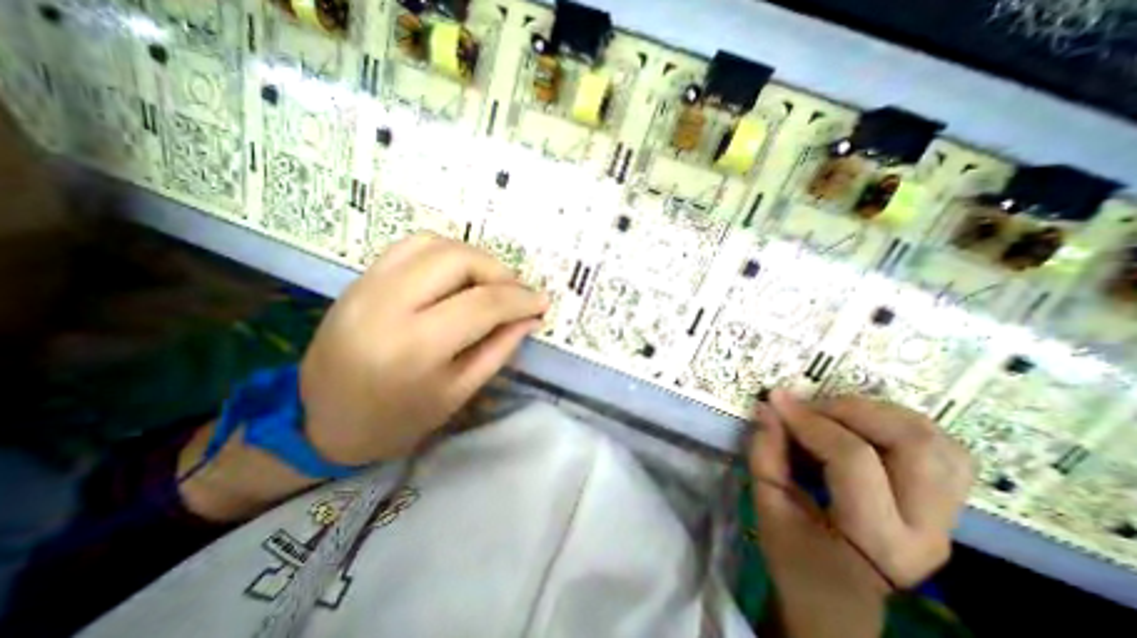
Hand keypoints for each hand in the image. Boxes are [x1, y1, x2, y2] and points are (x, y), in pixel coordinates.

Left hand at [177, 235, 545, 523]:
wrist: (320, 422)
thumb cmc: (398, 420)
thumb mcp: (459, 392)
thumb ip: (499, 349)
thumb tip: (530, 317)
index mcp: (415, 347)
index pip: (482, 304)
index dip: (520, 299)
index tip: (542, 301)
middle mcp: (387, 305)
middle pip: (458, 260)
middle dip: (499, 271)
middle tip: (515, 293)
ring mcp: (367, 286)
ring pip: (435, 244)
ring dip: (474, 257)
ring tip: (489, 282)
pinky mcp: (359, 279)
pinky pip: (410, 246)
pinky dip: (444, 252)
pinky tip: (457, 275)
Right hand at [752, 390, 970, 637]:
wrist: (838, 600)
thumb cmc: (795, 557)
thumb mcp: (768, 506)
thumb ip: (765, 454)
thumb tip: (767, 408)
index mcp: (877, 538)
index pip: (853, 459)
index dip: (810, 421)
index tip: (777, 401)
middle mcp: (927, 529)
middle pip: (912, 443)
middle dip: (853, 409)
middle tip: (811, 406)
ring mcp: (948, 519)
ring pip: (938, 442)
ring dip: (881, 413)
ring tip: (836, 412)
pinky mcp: (946, 508)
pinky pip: (946, 451)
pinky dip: (905, 425)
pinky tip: (866, 426)